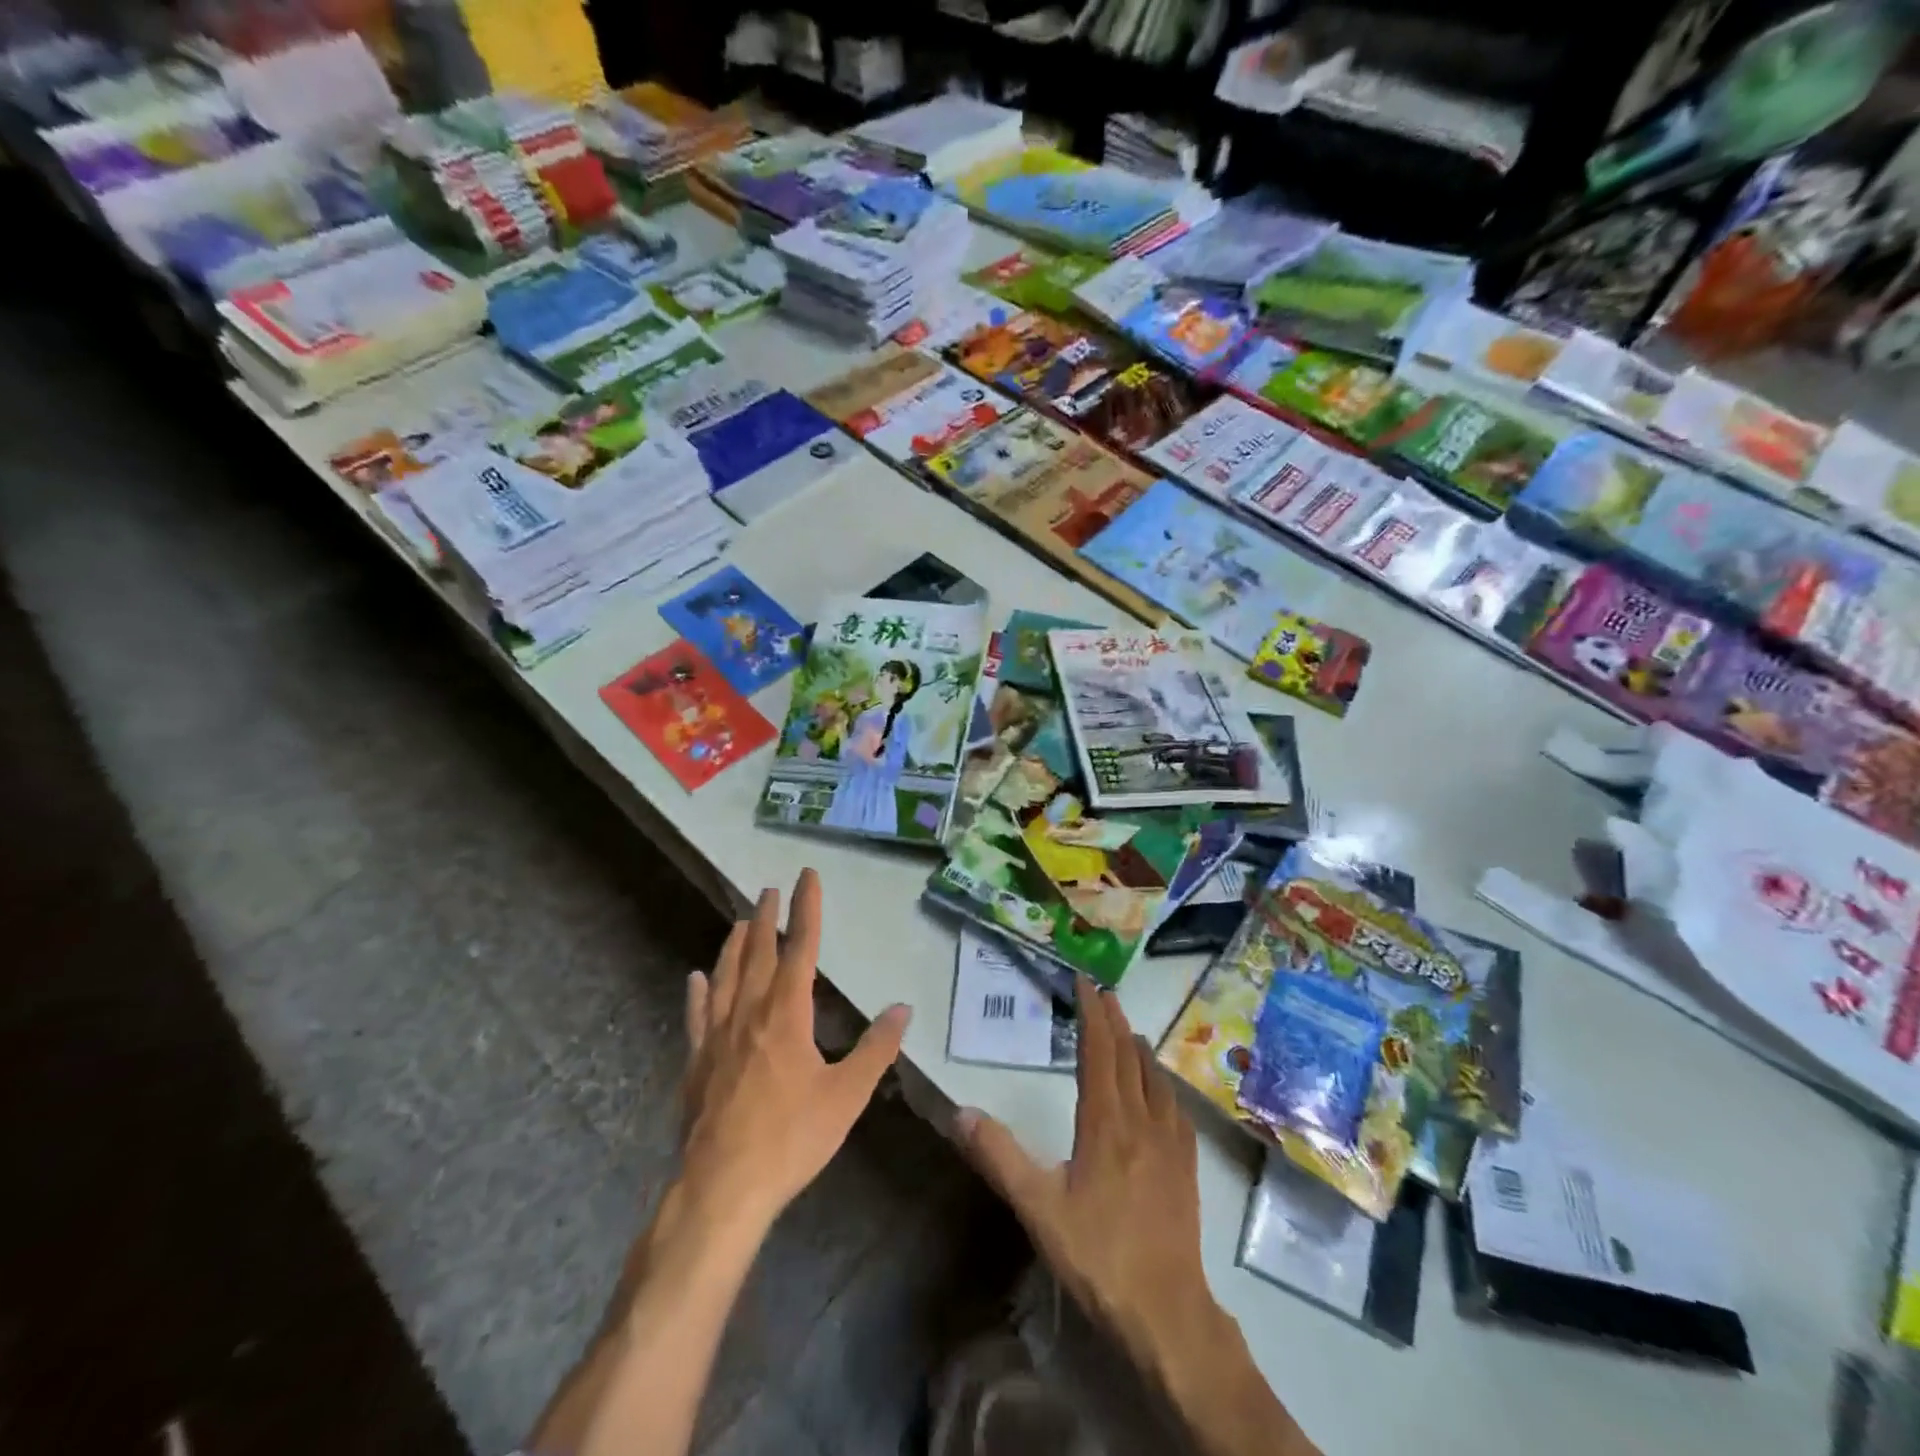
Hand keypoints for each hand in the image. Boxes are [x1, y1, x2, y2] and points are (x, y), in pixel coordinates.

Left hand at [680, 868, 910, 1231]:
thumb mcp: (847, 1095)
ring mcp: (717, 1036)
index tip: (806, 876)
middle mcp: (749, 1013)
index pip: (800, 948)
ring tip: (738, 921)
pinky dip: (696, 992)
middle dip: (766, 918)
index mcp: (787, 1014)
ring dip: (733, 945)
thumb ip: (876, 1049)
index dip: (806, 909)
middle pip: (757, 953)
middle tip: (769, 889)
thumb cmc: (791, 1139)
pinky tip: (694, 978)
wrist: (722, 1188)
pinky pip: (696, 1016)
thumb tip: (902, 1009)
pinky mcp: (696, 1063)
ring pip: (724, 976)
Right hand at [955, 975, 1211, 1360]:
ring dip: (1139, 1048)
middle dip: (1115, 1020)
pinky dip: (1163, 1083)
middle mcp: (1141, 1120)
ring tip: (1129, 1031)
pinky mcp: (1187, 1166)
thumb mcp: (1038, 1207)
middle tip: (1105, 992)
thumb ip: (999, 1157)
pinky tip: (1161, 1089)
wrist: (1167, 1311)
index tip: (1085, 983)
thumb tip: (962, 1112)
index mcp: (1105, 1122)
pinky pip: (1175, 1107)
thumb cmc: (1099, 1256)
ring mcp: (1170, 1142)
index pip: (1099, 1051)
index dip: (1092, 1013)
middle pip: (1129, 1056)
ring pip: (1155, 1078)